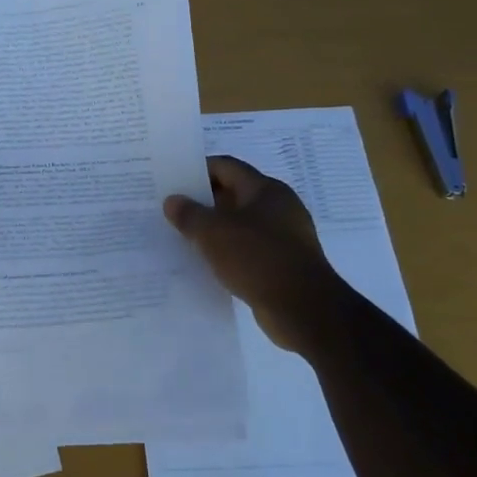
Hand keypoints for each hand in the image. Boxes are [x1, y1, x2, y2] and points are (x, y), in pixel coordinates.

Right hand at [164, 156, 335, 353]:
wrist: (304, 309)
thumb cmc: (258, 258)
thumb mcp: (213, 233)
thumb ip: (189, 214)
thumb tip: (172, 201)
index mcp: (266, 190)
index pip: (227, 167)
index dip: (199, 170)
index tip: (174, 181)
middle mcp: (280, 207)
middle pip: (235, 194)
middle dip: (205, 201)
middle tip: (174, 209)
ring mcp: (286, 237)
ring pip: (242, 224)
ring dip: (216, 229)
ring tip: (186, 237)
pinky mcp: (285, 264)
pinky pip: (250, 249)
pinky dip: (230, 252)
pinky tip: (210, 263)